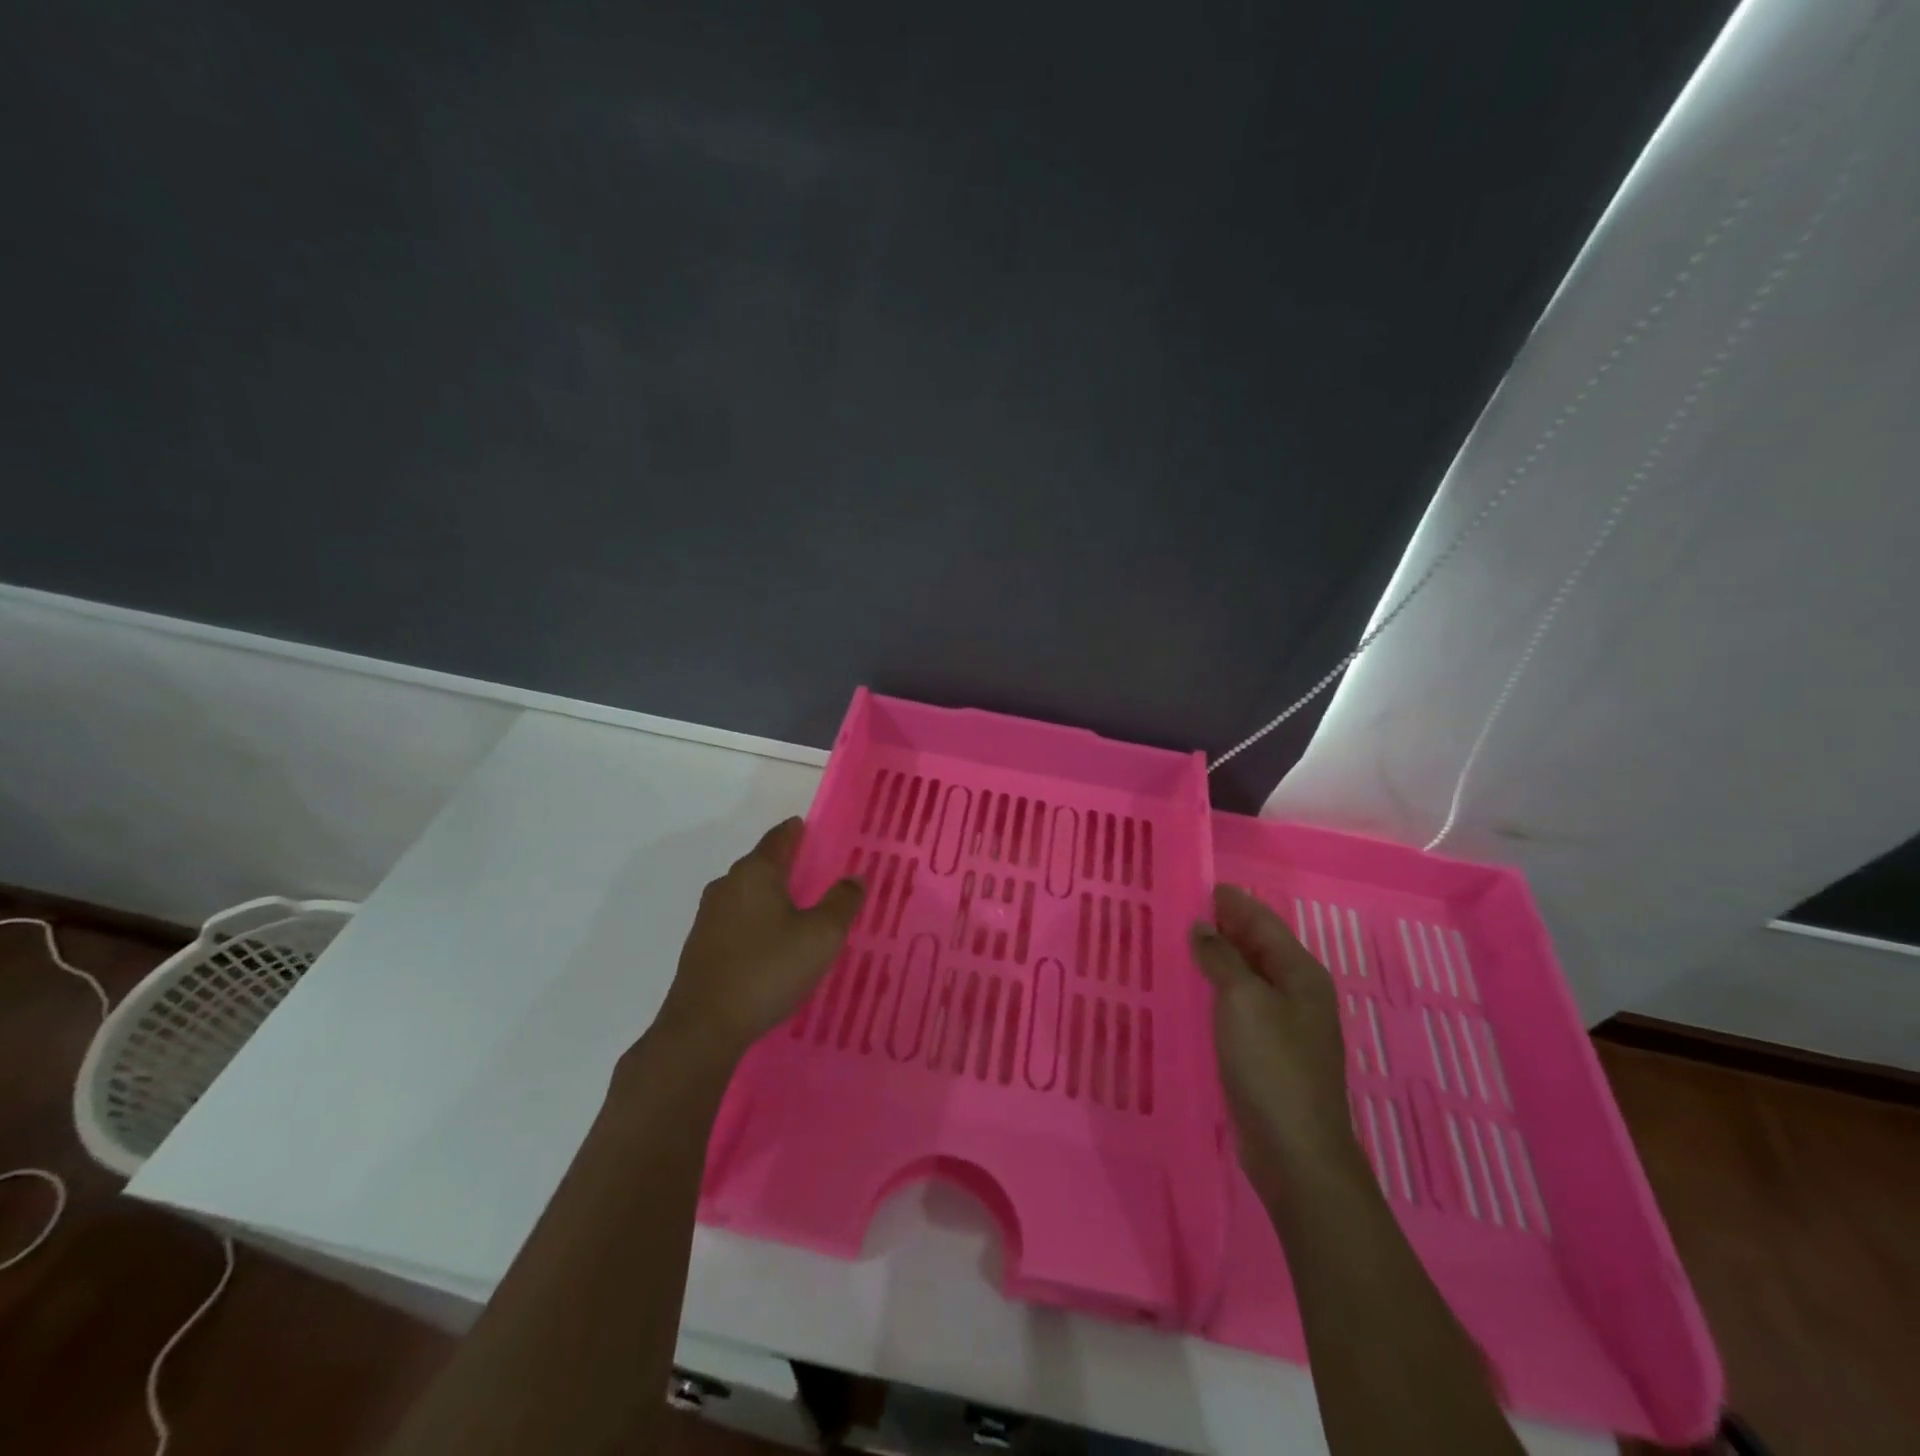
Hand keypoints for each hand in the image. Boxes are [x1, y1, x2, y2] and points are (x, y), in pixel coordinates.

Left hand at [654, 818, 863, 1063]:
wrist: (704, 1027)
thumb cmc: (768, 969)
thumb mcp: (821, 936)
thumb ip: (842, 902)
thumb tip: (855, 876)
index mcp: (755, 872)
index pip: (779, 838)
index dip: (796, 831)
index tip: (810, 829)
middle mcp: (727, 885)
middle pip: (760, 864)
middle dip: (785, 864)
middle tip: (814, 871)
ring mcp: (709, 917)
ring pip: (746, 894)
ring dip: (770, 895)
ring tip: (796, 908)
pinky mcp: (701, 947)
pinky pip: (736, 920)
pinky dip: (756, 921)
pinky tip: (770, 942)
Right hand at [1190, 885, 1361, 1193]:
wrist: (1295, 1151)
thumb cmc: (1271, 1065)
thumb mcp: (1242, 1001)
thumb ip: (1221, 958)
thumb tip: (1202, 927)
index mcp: (1300, 973)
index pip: (1263, 921)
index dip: (1231, 902)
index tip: (1196, 883)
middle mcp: (1297, 992)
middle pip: (1257, 946)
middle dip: (1223, 926)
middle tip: (1179, 908)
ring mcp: (1284, 1025)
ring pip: (1247, 976)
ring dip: (1217, 958)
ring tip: (1178, 942)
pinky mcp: (1267, 1052)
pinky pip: (1239, 1005)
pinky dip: (1217, 989)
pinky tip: (1192, 989)